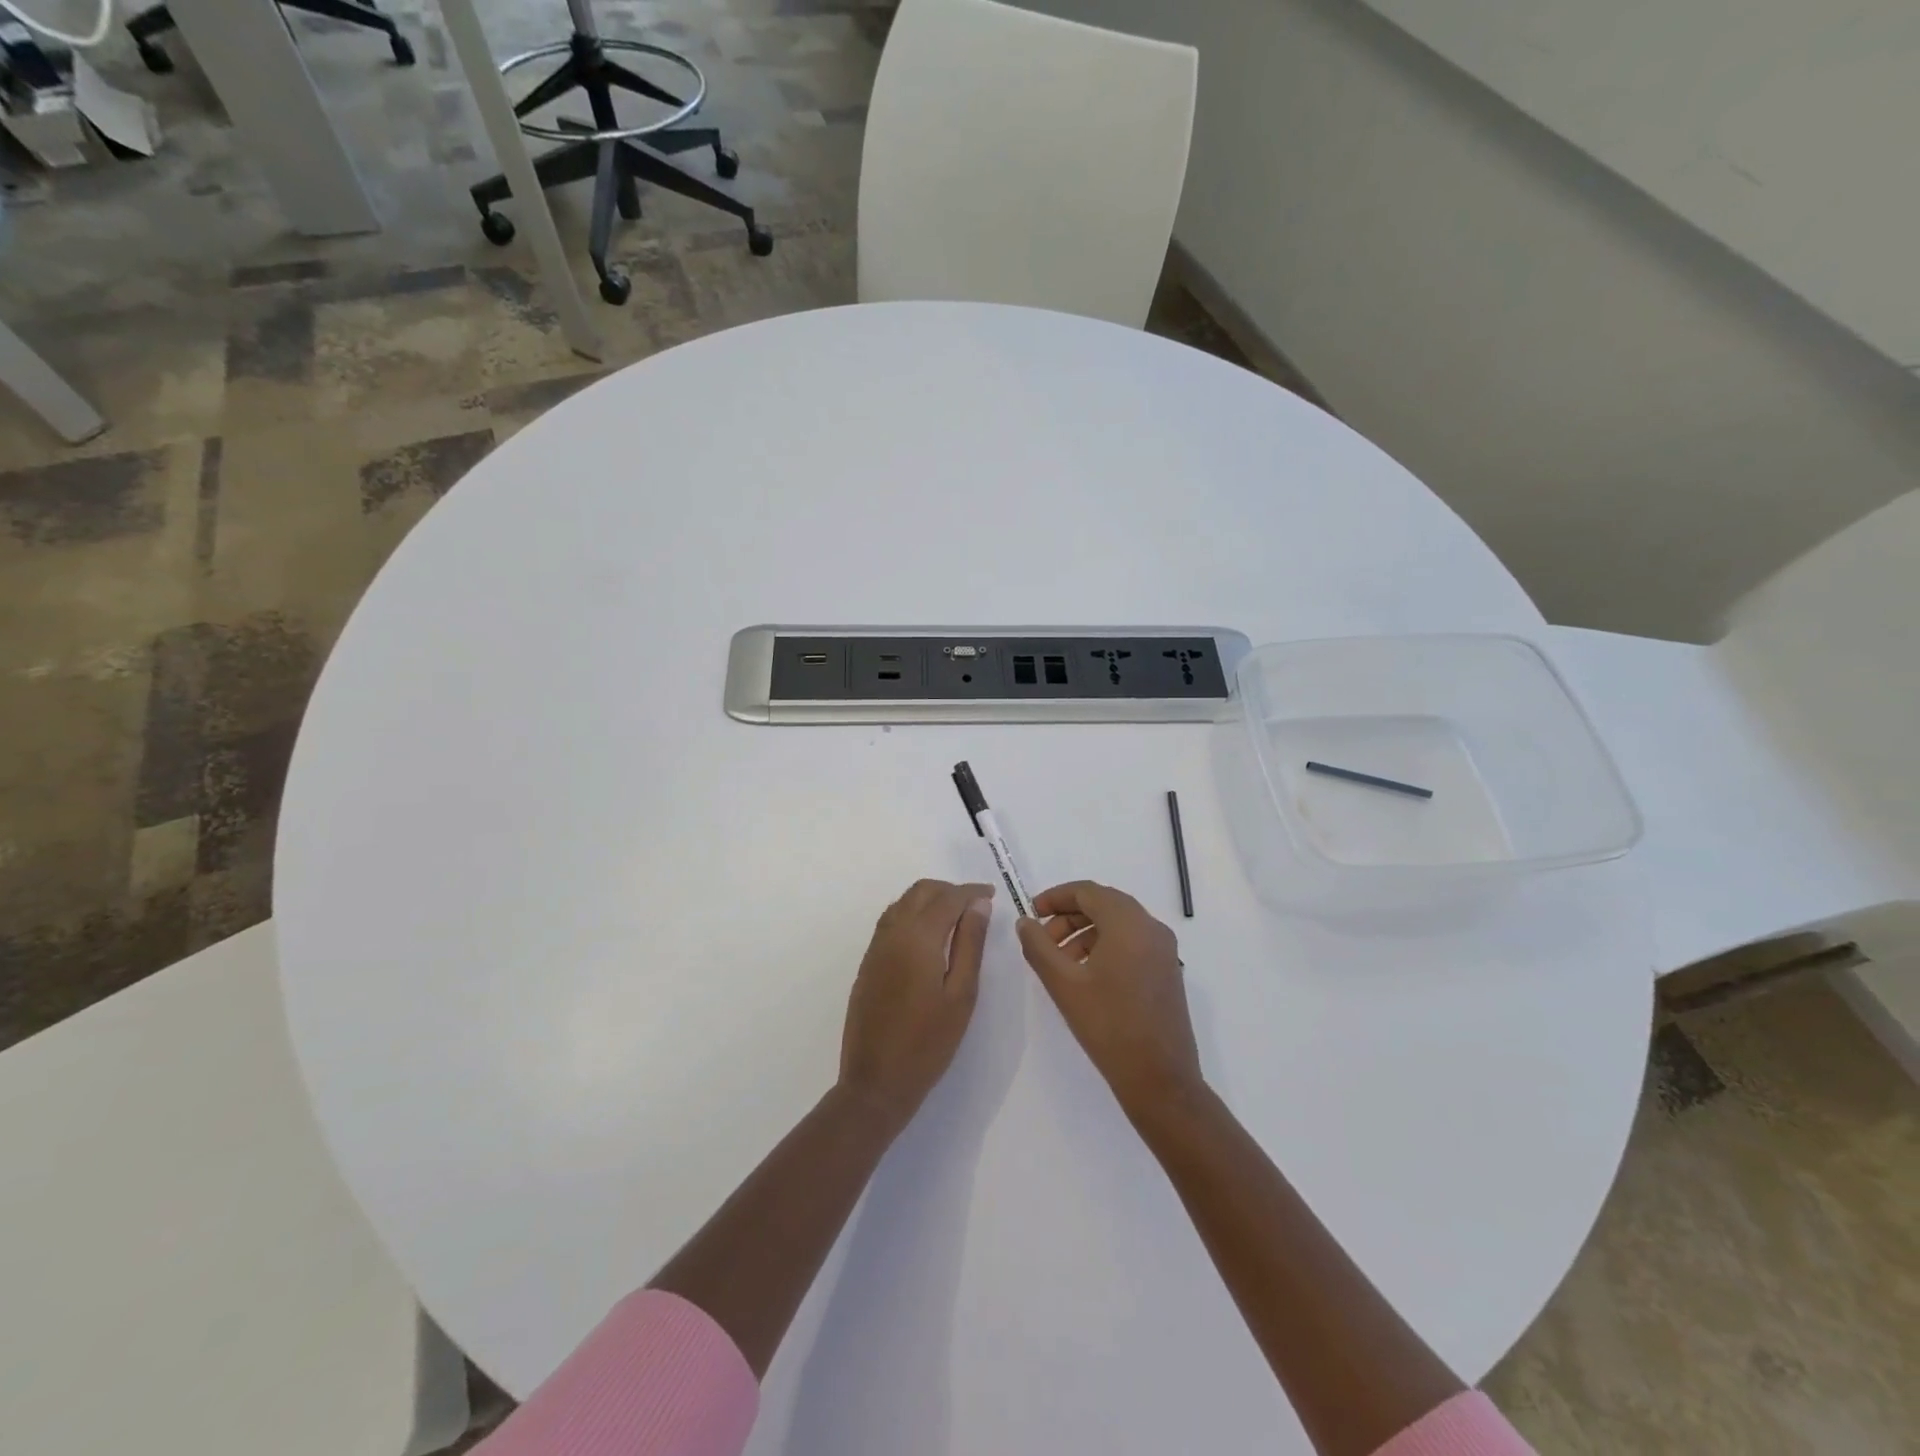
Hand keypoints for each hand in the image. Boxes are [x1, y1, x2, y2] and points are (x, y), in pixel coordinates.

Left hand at [839, 879, 993, 1128]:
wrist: (876, 1082)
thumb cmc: (928, 1043)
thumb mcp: (961, 994)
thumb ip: (970, 944)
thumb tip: (979, 905)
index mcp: (917, 937)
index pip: (948, 898)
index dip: (971, 892)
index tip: (992, 894)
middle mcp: (892, 933)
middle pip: (921, 892)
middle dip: (949, 890)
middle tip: (976, 905)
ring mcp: (876, 947)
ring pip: (903, 903)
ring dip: (929, 899)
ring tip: (956, 917)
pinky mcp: (868, 962)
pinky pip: (891, 921)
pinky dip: (912, 914)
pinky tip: (929, 935)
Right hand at [1016, 881, 1202, 1118]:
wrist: (1159, 1079)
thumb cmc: (1108, 1026)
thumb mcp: (1063, 983)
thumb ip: (1038, 946)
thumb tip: (1025, 922)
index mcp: (1129, 923)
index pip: (1087, 891)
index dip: (1055, 897)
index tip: (1031, 913)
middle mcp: (1152, 928)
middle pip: (1104, 904)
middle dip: (1068, 916)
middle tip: (1042, 940)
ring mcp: (1164, 950)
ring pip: (1118, 924)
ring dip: (1085, 932)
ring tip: (1060, 961)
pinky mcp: (1167, 971)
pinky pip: (1132, 942)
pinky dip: (1105, 946)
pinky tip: (1086, 974)